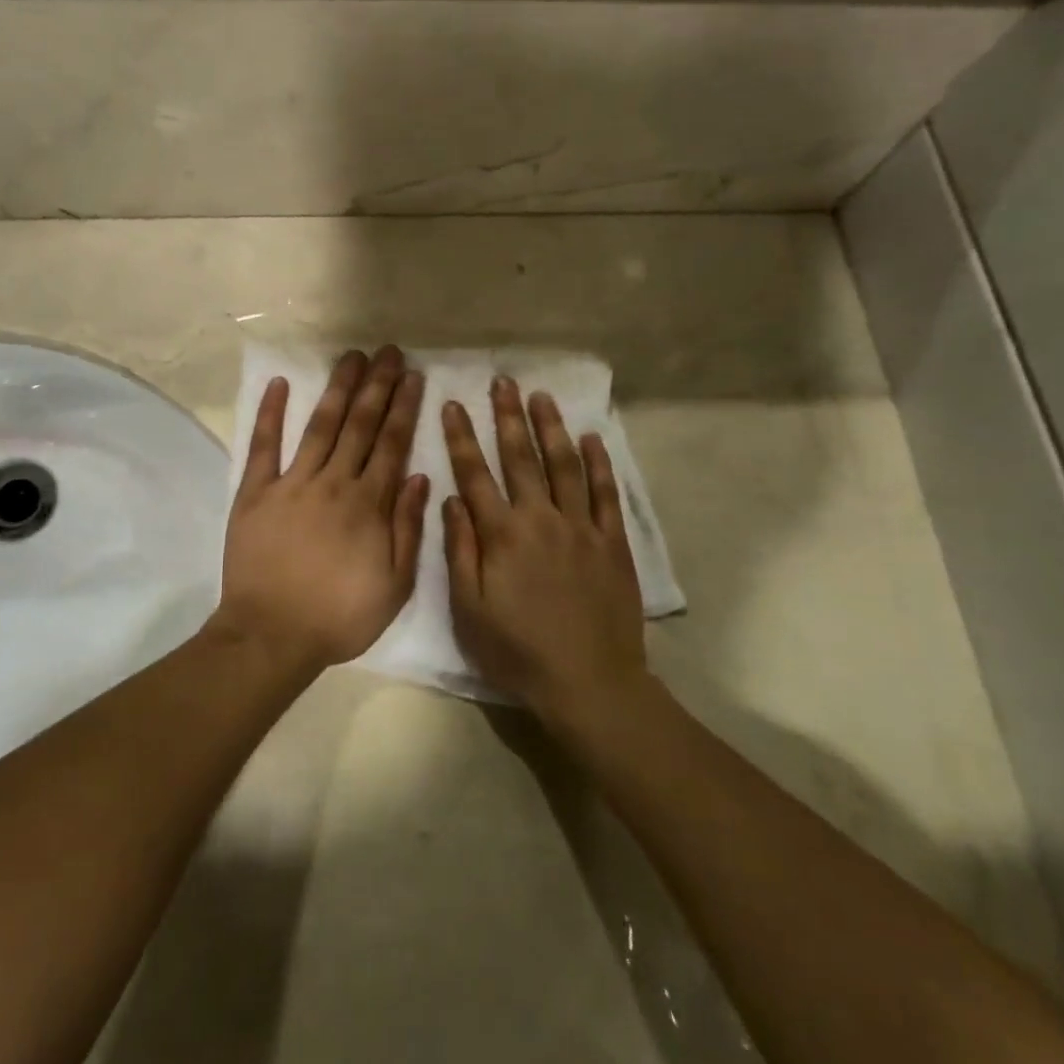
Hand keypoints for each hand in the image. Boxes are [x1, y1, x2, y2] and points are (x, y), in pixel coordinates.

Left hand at [215, 347, 428, 669]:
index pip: (391, 443)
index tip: (413, 376)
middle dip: (377, 385)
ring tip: (350, 357)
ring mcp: (291, 483)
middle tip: (388, 352)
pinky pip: (263, 446)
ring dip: (337, 389)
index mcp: (368, 504)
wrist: (271, 635)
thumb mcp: (394, 585)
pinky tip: (279, 384)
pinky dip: (270, 414)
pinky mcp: (255, 493)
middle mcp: (333, 483)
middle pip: (359, 424)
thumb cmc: (339, 616)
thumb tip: (418, 476)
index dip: (404, 407)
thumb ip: (407, 528)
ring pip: (320, 426)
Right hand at [442, 378, 646, 721]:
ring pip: (564, 465)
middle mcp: (540, 519)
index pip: (475, 474)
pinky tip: (591, 438)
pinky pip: (605, 494)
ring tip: (541, 396)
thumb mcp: (470, 609)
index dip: (462, 437)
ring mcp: (581, 527)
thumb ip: (460, 551)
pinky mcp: (612, 542)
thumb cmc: (518, 650)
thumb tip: (451, 499)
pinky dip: (599, 464)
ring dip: (551, 428)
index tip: (453, 404)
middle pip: (521, 458)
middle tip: (503, 382)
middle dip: (508, 417)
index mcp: (502, 535)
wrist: (589, 682)